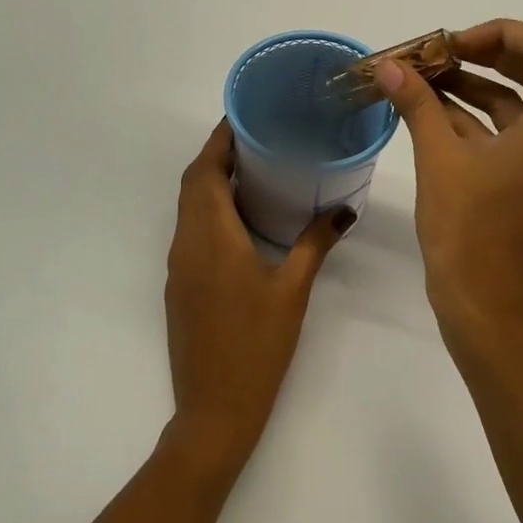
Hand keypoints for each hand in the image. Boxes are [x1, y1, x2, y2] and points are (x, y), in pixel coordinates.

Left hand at [163, 121, 351, 474]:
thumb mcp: (292, 291)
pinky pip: (189, 229)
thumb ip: (315, 244)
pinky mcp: (180, 284)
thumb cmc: (256, 346)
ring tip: (252, 166)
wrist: (213, 409)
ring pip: (188, 206)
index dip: (220, 138)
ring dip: (210, 180)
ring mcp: (178, 265)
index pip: (206, 170)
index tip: (245, 113)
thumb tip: (343, 210)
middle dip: (217, 153)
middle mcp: (187, 242)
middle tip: (257, 136)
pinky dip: (208, 208)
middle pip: (193, 182)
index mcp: (212, 237)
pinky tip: (240, 216)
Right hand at [374, 20, 522, 337]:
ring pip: (519, 107)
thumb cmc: (464, 227)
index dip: (497, 33)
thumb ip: (416, 102)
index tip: (451, 44)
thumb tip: (387, 65)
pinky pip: (513, 137)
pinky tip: (434, 113)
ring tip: (424, 80)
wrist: (481, 301)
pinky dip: (478, 122)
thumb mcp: (437, 157)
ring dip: (474, 89)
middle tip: (436, 55)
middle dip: (482, 58)